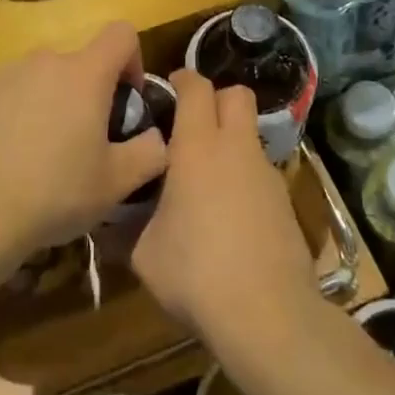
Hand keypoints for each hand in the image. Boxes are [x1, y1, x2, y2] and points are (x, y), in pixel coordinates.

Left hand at [0, 22, 165, 257]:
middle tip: (85, 142)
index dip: (132, 60)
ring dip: (52, 103)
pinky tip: (9, 159)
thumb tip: (155, 137)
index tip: (126, 100)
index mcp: (84, 73)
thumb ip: (150, 152)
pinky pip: (9, 95)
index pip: (121, 34)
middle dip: (89, 93)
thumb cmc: (54, 192)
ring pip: (42, 79)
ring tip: (44, 155)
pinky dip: (17, 115)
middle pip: (79, 63)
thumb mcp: (117, 183)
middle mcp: (44, 61)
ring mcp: (5, 75)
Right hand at [132, 72, 315, 349]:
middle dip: (216, 99)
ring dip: (231, 141)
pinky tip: (230, 215)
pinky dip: (245, 177)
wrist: (267, 313)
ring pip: (250, 134)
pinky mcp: (285, 201)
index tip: (167, 91)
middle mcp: (236, 147)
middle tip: (191, 125)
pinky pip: (261, 171)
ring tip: (207, 178)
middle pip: (236, 94)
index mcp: (197, 146)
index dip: (182, 80)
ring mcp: (266, 173)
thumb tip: (110, 222)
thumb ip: (128, 227)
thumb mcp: (144, 254)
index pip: (196, 86)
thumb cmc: (195, 272)